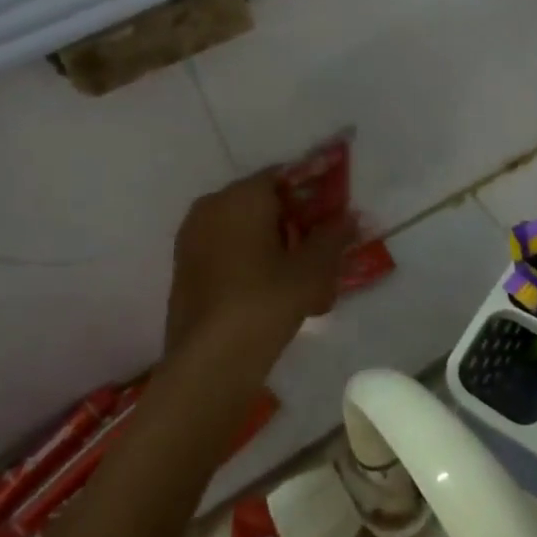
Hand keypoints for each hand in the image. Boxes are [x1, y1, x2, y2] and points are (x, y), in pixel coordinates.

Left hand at [164, 173, 356, 355]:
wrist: (210, 359)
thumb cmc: (267, 300)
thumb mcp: (313, 268)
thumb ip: (334, 236)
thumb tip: (350, 217)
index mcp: (241, 196)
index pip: (284, 177)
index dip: (314, 193)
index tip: (335, 215)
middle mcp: (211, 207)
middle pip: (263, 204)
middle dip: (295, 222)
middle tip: (323, 249)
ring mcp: (192, 239)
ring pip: (244, 231)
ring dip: (275, 245)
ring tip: (303, 277)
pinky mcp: (185, 270)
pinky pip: (227, 253)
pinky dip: (252, 262)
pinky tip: (275, 292)